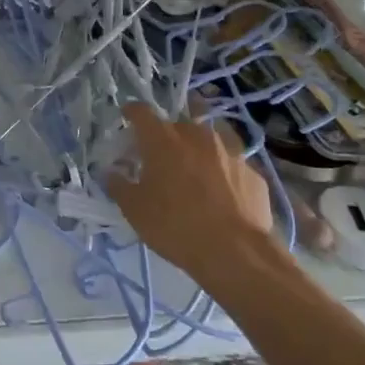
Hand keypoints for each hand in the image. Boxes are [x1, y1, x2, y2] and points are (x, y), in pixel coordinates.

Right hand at [106, 104, 279, 285]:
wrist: (236, 252)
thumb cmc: (176, 226)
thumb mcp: (135, 211)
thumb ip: (119, 186)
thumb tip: (111, 173)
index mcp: (163, 140)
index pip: (142, 112)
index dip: (132, 112)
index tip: (127, 116)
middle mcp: (196, 136)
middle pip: (177, 123)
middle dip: (167, 135)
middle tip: (161, 155)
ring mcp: (229, 151)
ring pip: (209, 138)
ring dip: (198, 147)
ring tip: (194, 167)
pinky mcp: (252, 171)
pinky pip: (232, 163)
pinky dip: (223, 171)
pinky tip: (222, 191)